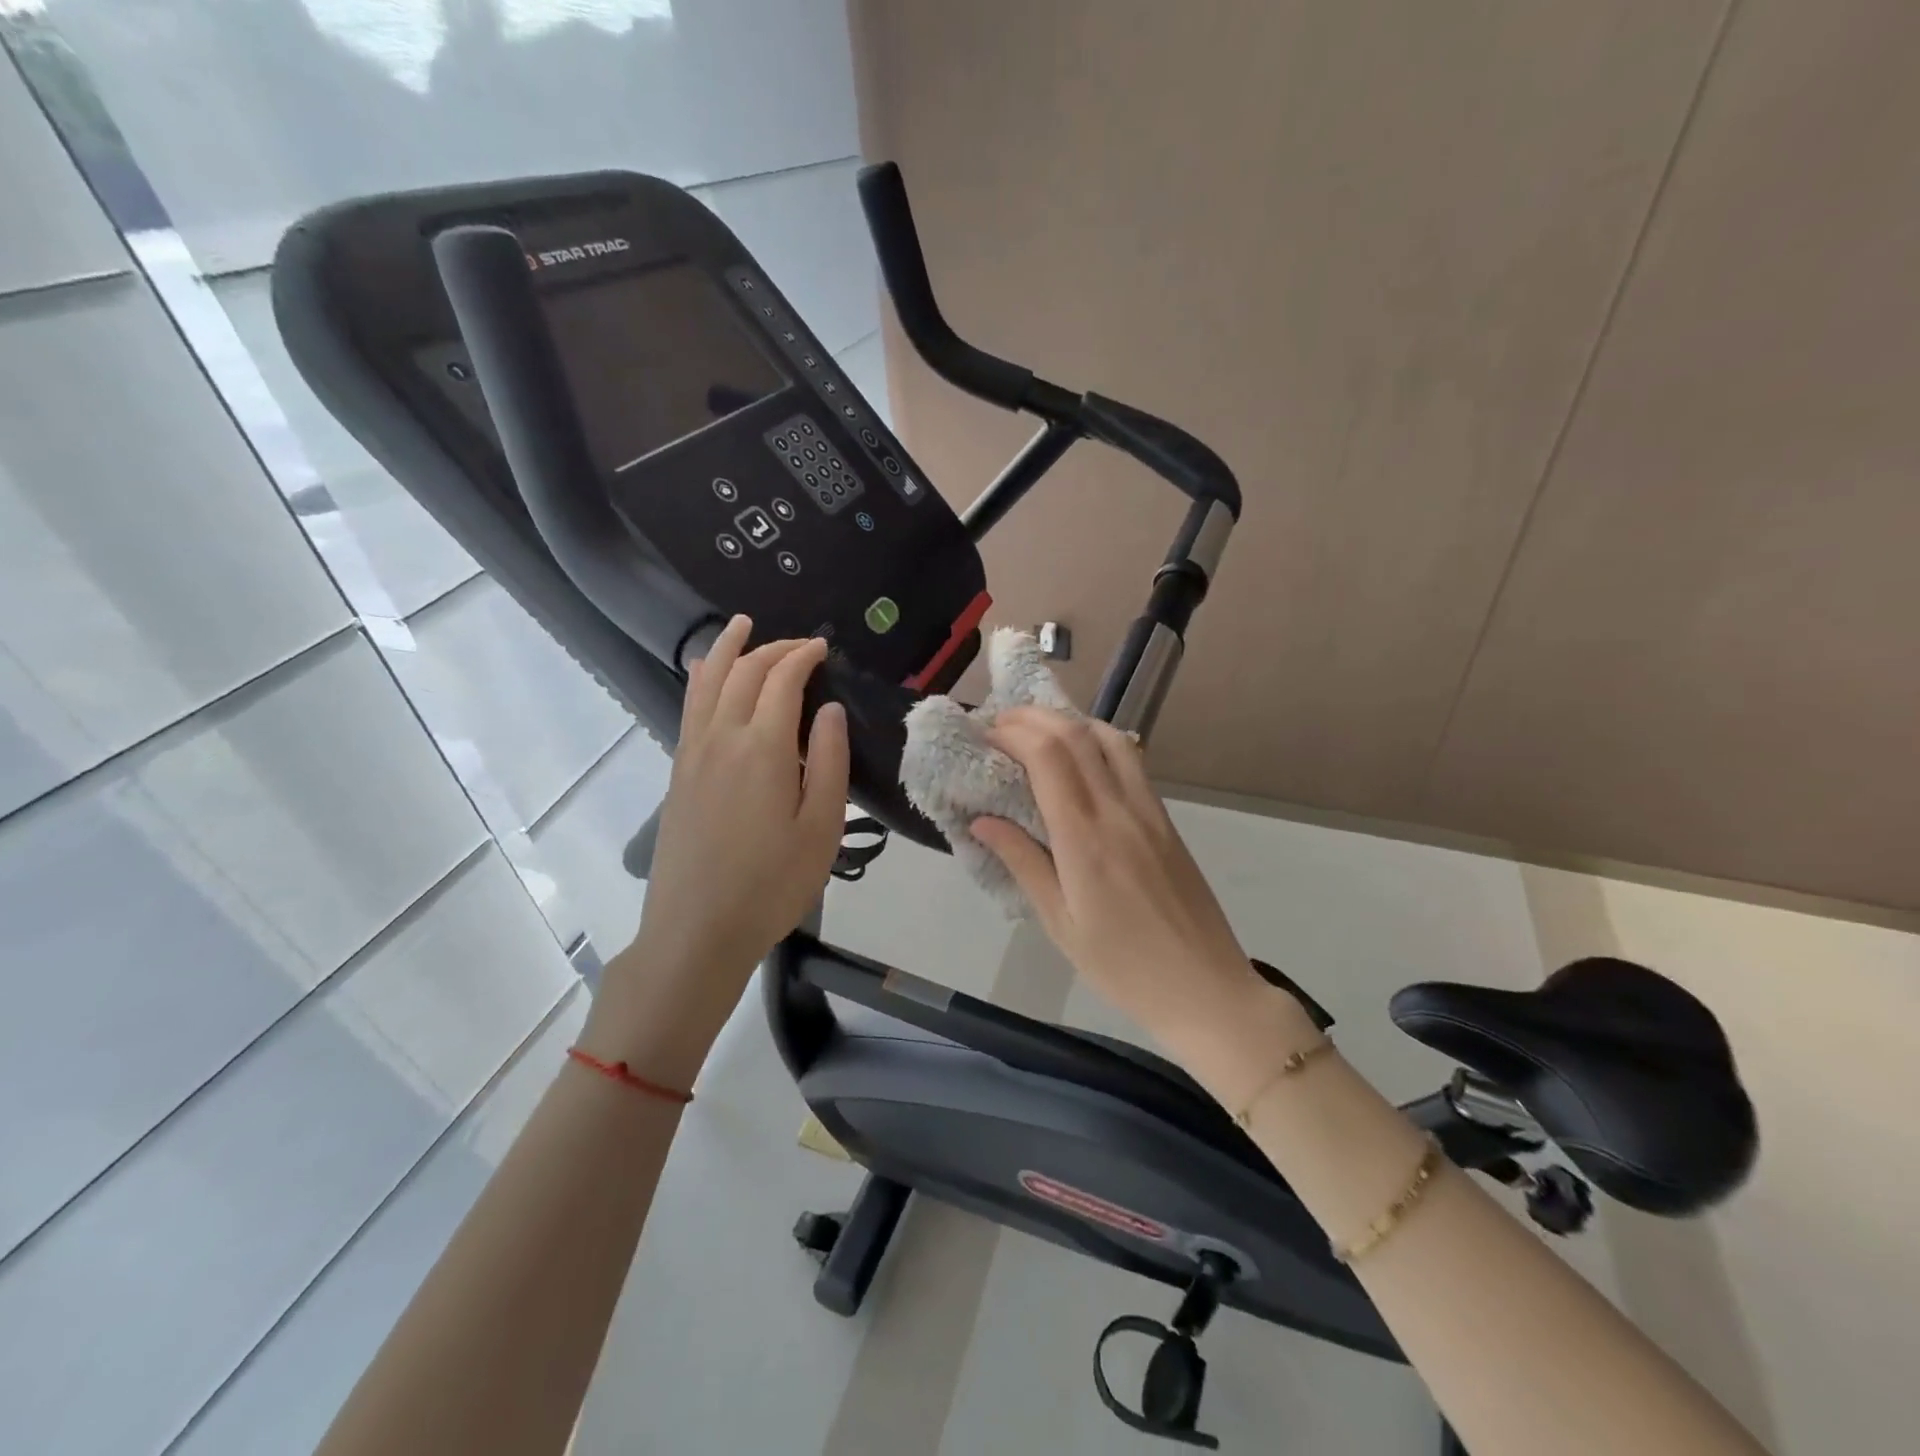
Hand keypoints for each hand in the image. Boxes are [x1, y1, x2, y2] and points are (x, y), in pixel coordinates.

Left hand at [581, 616, 848, 1088]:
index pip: (782, 679)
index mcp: (764, 748)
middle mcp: (722, 737)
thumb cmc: (772, 884)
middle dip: (773, 648)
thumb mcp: (821, 828)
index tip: (824, 648)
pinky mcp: (678, 771)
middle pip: (744, 672)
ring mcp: (692, 752)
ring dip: (727, 648)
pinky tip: (706, 673)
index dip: (804, 656)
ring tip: (741, 625)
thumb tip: (830, 709)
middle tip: (801, 644)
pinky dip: (702, 676)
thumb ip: (830, 761)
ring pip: (707, 681)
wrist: (697, 930)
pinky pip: (689, 705)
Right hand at [971, 707, 1273, 1055]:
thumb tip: (982, 820)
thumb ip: (1023, 862)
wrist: (1206, 989)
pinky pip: (1131, 761)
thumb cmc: (1123, 967)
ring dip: (1069, 722)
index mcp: (1085, 838)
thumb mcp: (1060, 923)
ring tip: (1037, 733)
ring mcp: (1149, 811)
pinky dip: (1098, 743)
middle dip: (1032, 718)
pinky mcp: (1166, 820)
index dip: (1013, 733)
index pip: (1048, 756)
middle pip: (1076, 735)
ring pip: (1110, 738)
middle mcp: (1119, 810)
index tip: (983, 736)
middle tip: (999, 726)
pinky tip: (1080, 760)